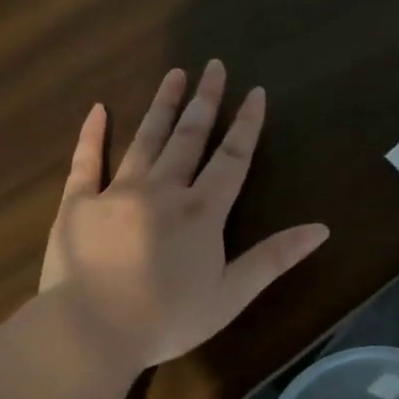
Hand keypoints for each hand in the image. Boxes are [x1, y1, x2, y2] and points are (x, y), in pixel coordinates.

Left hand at [40, 61, 330, 371]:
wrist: (92, 332)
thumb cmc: (167, 319)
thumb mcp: (231, 295)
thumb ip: (274, 257)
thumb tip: (321, 229)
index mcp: (201, 211)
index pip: (231, 158)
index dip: (246, 124)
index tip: (255, 92)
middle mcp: (162, 190)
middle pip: (189, 137)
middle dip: (205, 101)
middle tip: (213, 66)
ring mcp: (117, 192)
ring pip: (145, 139)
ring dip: (162, 106)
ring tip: (174, 75)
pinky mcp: (77, 203)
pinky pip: (86, 160)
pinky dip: (92, 134)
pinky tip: (99, 108)